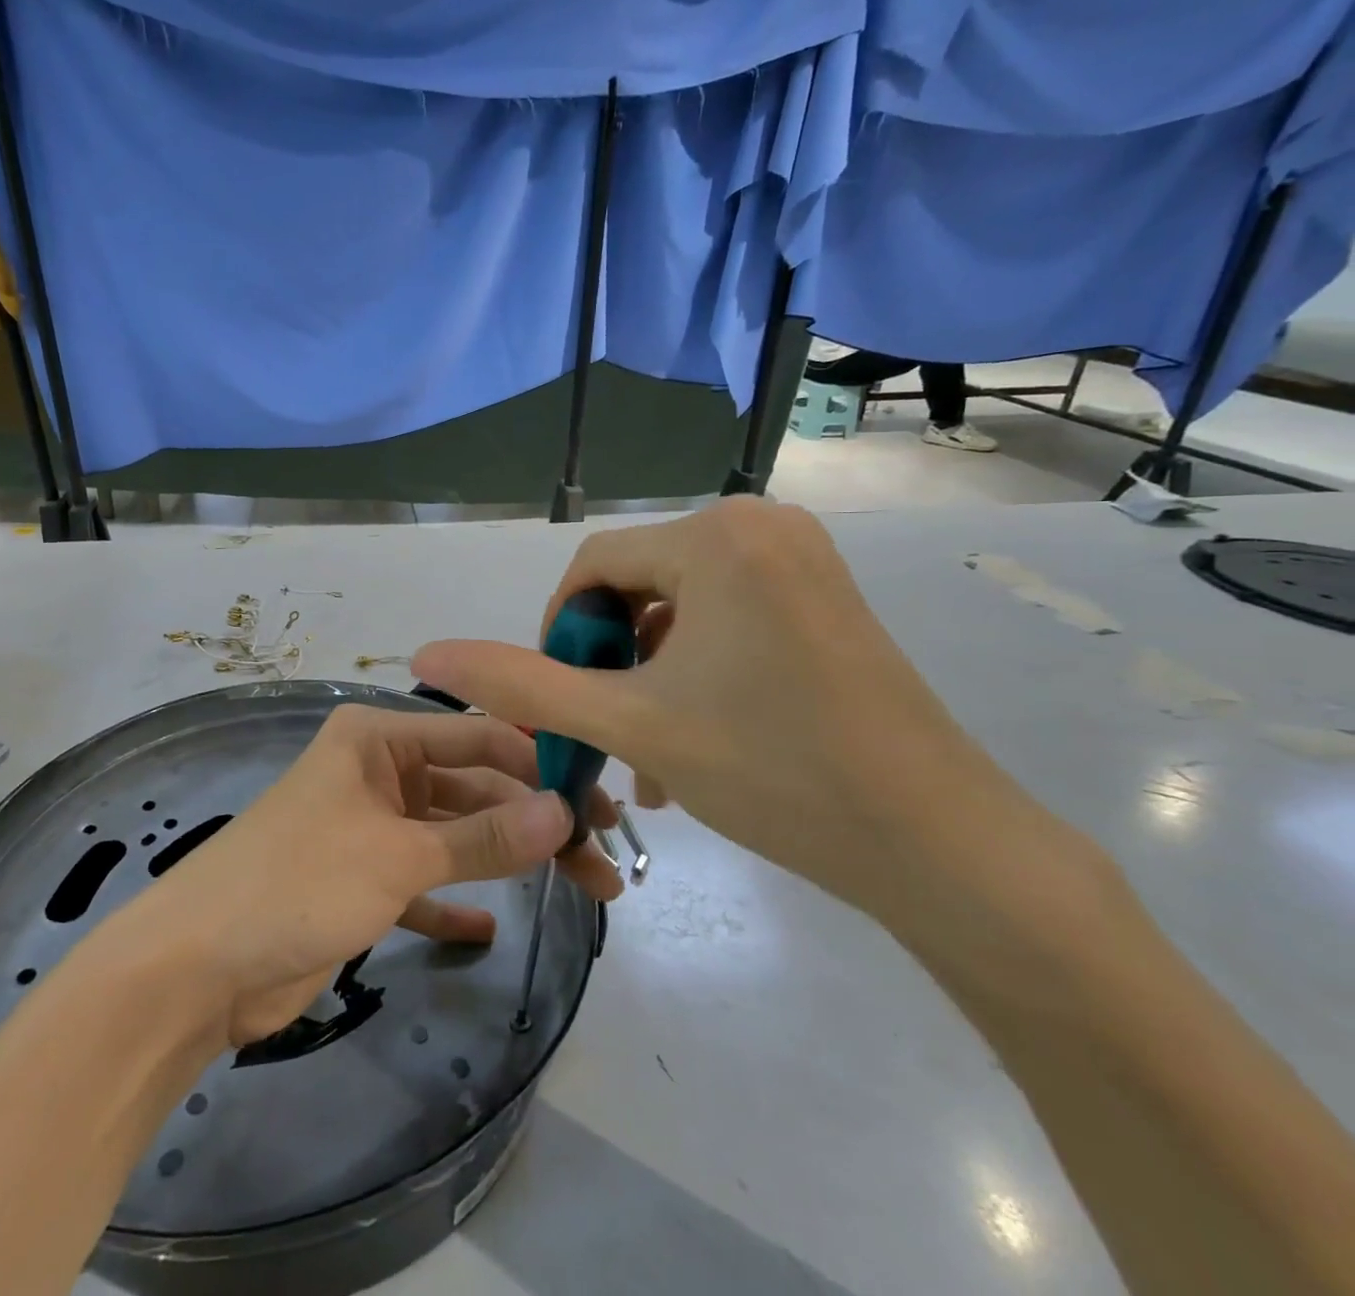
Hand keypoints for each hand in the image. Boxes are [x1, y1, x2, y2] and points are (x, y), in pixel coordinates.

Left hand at [114, 704, 622, 1048]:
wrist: (197, 967)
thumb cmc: (298, 881)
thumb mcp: (398, 854)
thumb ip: (484, 837)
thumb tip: (563, 813)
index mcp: (377, 738)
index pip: (476, 736)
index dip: (538, 763)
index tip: (596, 798)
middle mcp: (377, 772)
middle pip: (472, 788)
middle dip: (533, 820)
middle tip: (601, 859)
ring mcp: (369, 828)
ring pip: (454, 836)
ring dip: (508, 861)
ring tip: (583, 889)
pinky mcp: (361, 881)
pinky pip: (424, 881)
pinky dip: (456, 899)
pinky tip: (493, 927)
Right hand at [410, 498, 1103, 939]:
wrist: (941, 845)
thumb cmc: (774, 771)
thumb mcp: (628, 723)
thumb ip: (519, 685)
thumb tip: (426, 652)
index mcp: (715, 535)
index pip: (592, 568)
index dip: (560, 636)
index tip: (562, 706)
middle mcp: (760, 524)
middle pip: (637, 587)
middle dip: (609, 664)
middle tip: (608, 737)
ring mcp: (801, 559)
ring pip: (680, 609)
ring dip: (649, 677)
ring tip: (648, 757)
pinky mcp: (824, 596)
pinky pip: (728, 619)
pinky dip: (696, 670)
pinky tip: (694, 740)